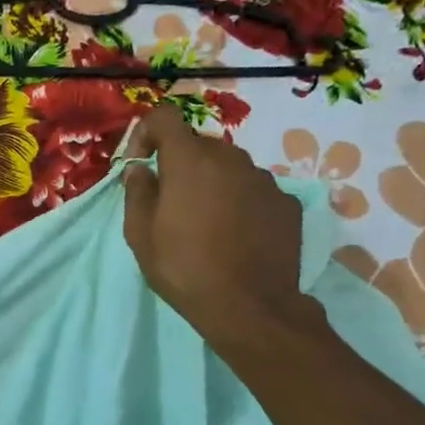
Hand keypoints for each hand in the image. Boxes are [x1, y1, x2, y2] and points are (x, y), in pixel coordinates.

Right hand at [122, 106, 322, 350]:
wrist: (249, 306)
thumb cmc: (183, 269)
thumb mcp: (140, 236)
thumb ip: (137, 193)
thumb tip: (140, 170)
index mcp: (190, 162)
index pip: (165, 118)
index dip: (146, 133)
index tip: (140, 164)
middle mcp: (231, 159)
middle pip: (199, 144)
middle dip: (180, 163)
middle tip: (170, 202)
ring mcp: (264, 180)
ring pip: (229, 167)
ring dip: (212, 183)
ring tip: (205, 222)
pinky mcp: (287, 203)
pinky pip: (254, 190)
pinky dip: (239, 202)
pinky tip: (235, 235)